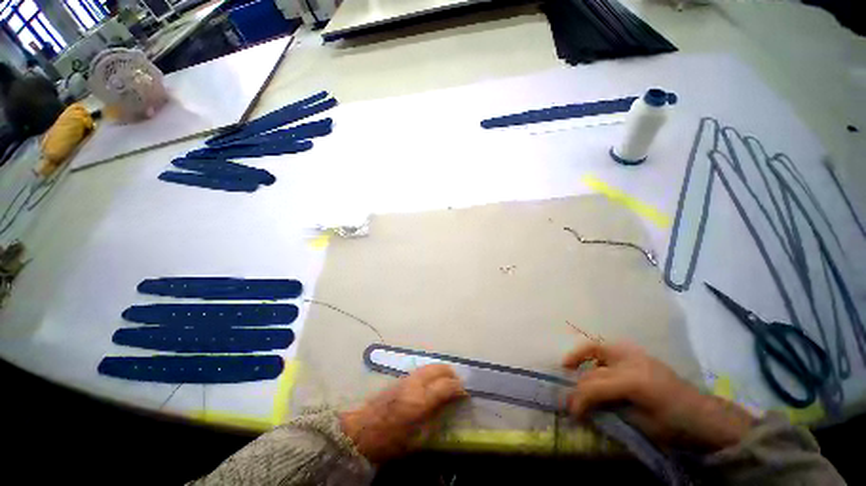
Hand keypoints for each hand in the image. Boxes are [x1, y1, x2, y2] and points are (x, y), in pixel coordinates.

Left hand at [339, 364, 466, 462]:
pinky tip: (432, 380)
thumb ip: (434, 418)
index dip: (458, 388)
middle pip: (438, 369)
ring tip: (448, 378)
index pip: (446, 386)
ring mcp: (407, 378)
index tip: (465, 392)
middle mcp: (415, 384)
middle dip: (451, 373)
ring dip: (441, 370)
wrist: (362, 429)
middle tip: (458, 382)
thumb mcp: (416, 438)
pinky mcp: (401, 377)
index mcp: (421, 401)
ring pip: (430, 365)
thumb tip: (448, 405)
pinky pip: (421, 369)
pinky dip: (431, 371)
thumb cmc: (390, 440)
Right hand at [563, 342, 754, 451]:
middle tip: (570, 398)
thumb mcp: (644, 426)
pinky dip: (596, 355)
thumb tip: (588, 408)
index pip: (595, 386)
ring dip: (580, 356)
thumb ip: (613, 412)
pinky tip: (595, 366)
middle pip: (593, 370)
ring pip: (597, 346)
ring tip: (569, 365)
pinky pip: (609, 349)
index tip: (572, 413)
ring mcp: (635, 354)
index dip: (579, 400)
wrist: (707, 415)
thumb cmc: (677, 425)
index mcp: (634, 382)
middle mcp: (630, 362)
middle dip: (578, 385)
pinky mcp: (639, 355)